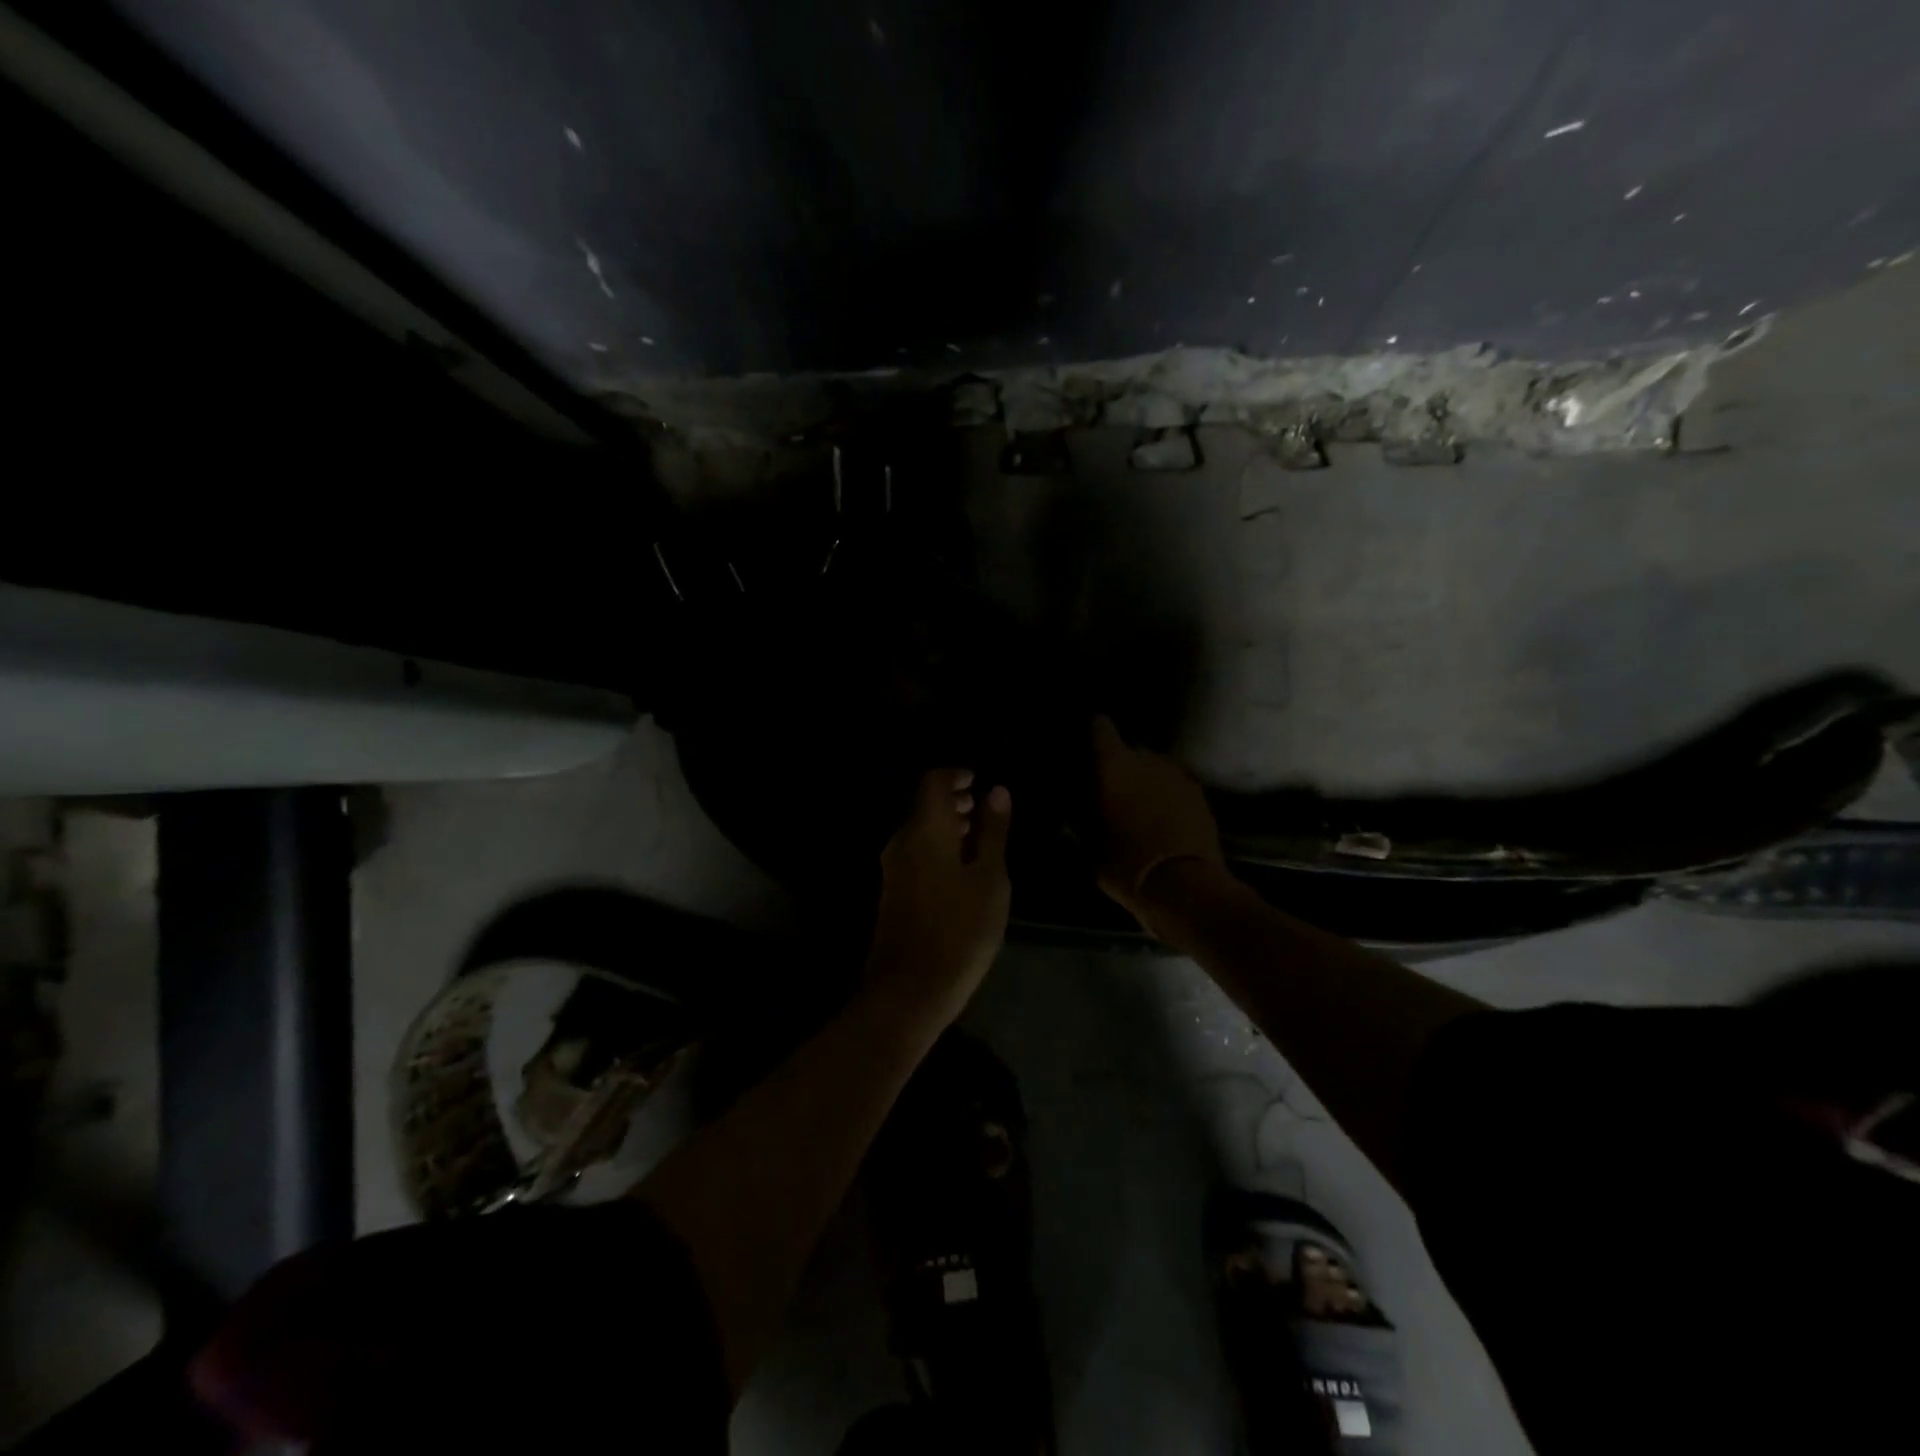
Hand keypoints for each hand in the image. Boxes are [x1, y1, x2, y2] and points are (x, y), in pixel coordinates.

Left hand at [864, 768, 1012, 1026]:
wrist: (909, 990)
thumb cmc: (960, 930)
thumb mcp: (990, 879)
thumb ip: (993, 832)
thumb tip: (997, 790)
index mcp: (925, 829)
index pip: (934, 780)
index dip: (957, 775)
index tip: (981, 783)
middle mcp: (902, 840)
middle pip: (925, 804)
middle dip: (954, 800)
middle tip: (985, 809)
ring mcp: (893, 867)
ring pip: (920, 829)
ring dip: (947, 825)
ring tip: (979, 838)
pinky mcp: (892, 891)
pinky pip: (915, 852)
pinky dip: (937, 847)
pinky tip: (961, 869)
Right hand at [1090, 716, 1224, 921]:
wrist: (1184, 887)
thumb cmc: (1125, 864)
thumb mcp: (1088, 842)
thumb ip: (1081, 812)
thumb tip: (1076, 799)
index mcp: (1113, 764)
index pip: (1099, 726)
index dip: (1092, 734)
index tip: (1086, 750)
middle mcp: (1147, 758)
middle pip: (1130, 748)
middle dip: (1120, 765)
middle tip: (1111, 790)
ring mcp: (1178, 774)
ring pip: (1155, 767)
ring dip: (1146, 780)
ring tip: (1138, 806)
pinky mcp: (1200, 793)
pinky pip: (1176, 785)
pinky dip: (1167, 795)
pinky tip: (1162, 818)